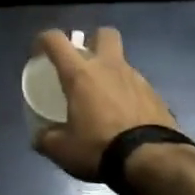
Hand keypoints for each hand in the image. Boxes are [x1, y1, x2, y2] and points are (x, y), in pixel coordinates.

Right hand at [32, 27, 179, 180]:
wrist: (152, 160)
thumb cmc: (100, 148)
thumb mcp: (62, 150)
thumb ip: (46, 139)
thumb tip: (41, 136)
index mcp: (81, 74)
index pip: (56, 40)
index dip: (43, 40)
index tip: (38, 54)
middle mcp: (109, 67)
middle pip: (104, 34)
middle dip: (92, 41)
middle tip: (82, 64)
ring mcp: (137, 79)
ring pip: (121, 62)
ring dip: (110, 73)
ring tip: (102, 100)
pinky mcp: (156, 95)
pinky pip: (136, 86)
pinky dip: (127, 94)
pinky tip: (123, 116)